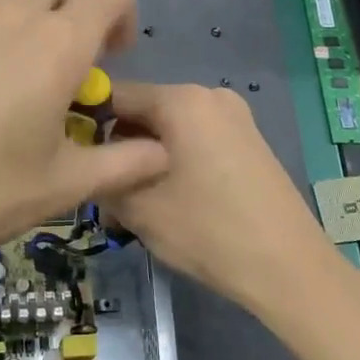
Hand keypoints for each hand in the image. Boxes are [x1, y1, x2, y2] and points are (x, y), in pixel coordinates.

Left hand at [0, 0, 169, 348]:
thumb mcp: (60, 188)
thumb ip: (122, 164)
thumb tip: (161, 154)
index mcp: (55, 44)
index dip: (122, 13)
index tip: (110, 58)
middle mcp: (7, 14)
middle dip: (72, 5)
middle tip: (64, 65)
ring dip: (24, 25)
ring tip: (7, 93)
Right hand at [102, 82, 347, 332]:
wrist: (288, 266)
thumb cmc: (207, 230)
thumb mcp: (138, 208)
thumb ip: (103, 175)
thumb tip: (89, 164)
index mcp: (181, 99)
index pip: (115, 94)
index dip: (86, 122)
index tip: (71, 156)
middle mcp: (209, 95)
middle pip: (145, 110)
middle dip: (119, 145)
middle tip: (104, 189)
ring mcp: (235, 117)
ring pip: (170, 127)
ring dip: (145, 156)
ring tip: (136, 203)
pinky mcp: (249, 140)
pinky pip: (196, 138)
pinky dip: (175, 160)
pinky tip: (171, 199)